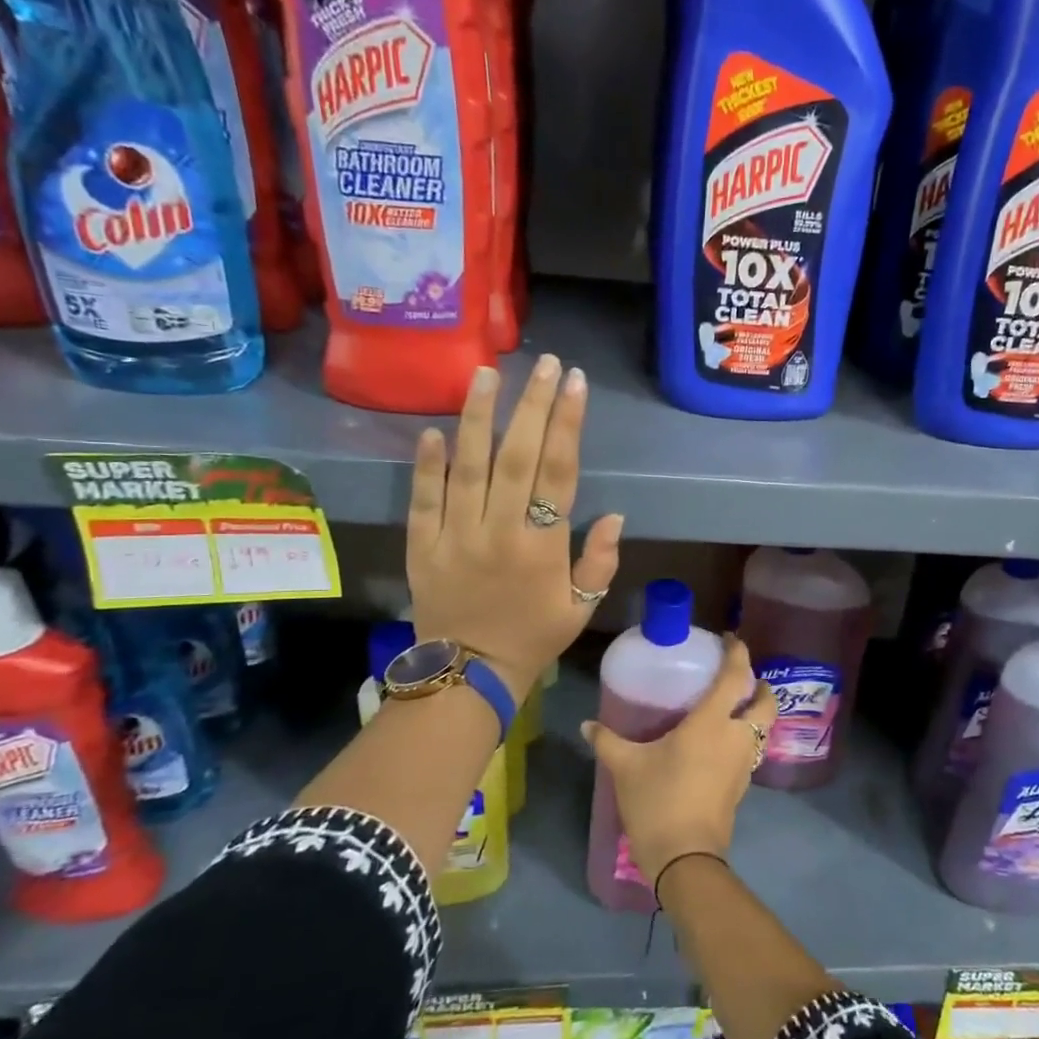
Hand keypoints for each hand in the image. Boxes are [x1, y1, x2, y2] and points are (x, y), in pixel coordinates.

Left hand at [407, 356, 622, 699]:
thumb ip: (600, 561)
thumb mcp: (581, 607)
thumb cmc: (533, 638)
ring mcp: (457, 535)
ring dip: (479, 417)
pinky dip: (427, 464)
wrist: (468, 675)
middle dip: (533, 406)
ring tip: (487, 373)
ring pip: (468, 467)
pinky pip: (423, 498)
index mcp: (543, 546)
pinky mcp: (423, 545)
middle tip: (544, 363)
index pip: (559, 472)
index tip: (576, 383)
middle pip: (518, 457)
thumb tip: (615, 516)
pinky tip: (434, 429)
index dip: (569, 424)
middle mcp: (500, 531)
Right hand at [579, 636, 774, 883]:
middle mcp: (736, 737)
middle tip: (740, 679)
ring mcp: (743, 763)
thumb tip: (587, 725)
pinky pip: (751, 749)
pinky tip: (721, 742)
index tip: (730, 639)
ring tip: (731, 708)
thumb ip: (608, 741)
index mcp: (712, 723)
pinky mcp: (742, 785)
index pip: (735, 677)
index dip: (738, 653)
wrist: (685, 857)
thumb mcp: (626, 767)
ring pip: (763, 728)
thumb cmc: (658, 801)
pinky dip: (746, 737)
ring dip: (756, 713)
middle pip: (765, 703)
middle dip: (759, 686)